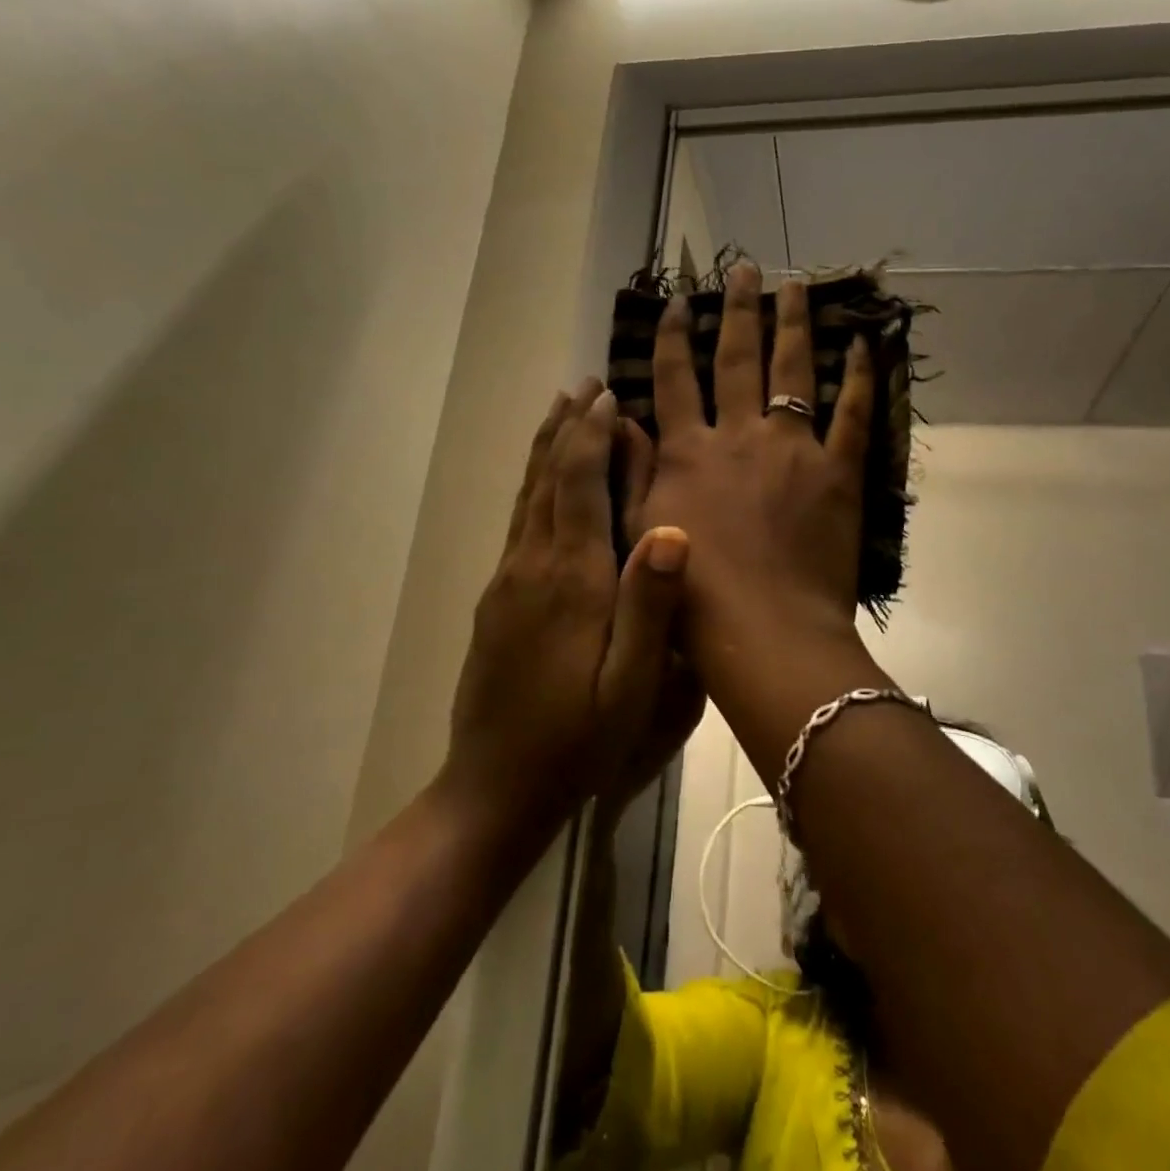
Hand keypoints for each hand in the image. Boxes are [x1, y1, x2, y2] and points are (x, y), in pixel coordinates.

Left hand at [444, 380, 691, 826]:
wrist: (496, 783)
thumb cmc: (578, 739)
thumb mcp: (632, 685)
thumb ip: (650, 604)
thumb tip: (673, 528)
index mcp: (572, 579)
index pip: (578, 486)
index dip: (591, 437)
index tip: (607, 396)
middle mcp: (533, 565)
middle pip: (546, 478)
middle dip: (565, 428)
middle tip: (583, 386)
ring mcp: (508, 580)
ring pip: (526, 496)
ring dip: (544, 449)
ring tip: (558, 411)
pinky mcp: (497, 598)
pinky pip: (517, 522)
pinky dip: (531, 485)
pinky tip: (540, 481)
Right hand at [635, 263, 874, 657]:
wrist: (765, 634)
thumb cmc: (694, 598)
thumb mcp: (639, 534)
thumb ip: (631, 475)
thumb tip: (623, 421)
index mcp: (688, 453)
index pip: (674, 380)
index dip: (672, 337)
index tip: (676, 301)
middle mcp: (739, 436)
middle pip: (736, 359)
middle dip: (737, 310)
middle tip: (745, 268)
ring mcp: (792, 449)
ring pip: (792, 371)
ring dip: (792, 324)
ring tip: (794, 286)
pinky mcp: (838, 472)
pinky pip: (853, 414)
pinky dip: (860, 377)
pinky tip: (862, 345)